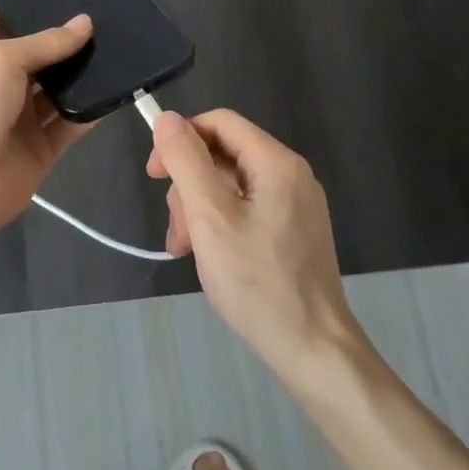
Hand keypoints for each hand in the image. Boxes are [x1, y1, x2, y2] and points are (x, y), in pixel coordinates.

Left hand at [0, 11, 94, 276]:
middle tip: (107, 14)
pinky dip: (93, 110)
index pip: (1, 24)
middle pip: (38, 56)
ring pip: (59, 89)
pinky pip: (73, 123)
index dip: (26, 8)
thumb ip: (45, 43)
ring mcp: (22, 118)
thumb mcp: (0, 61)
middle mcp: (1, 85)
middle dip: (65, 39)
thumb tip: (85, 22)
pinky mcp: (43, 147)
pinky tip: (119, 89)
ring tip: (122, 45)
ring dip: (84, 73)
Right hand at [147, 109, 358, 374]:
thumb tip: (167, 119)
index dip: (181, 139)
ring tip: (186, 248)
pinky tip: (206, 255)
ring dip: (199, 209)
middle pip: (224, 155)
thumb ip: (187, 162)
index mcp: (276, 162)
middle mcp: (290, 174)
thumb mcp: (211, 217)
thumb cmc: (258, 282)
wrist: (313, 350)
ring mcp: (295, 204)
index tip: (155, 173)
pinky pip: (246, 209)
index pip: (220, 122)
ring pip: (231, 185)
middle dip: (189, 184)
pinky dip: (220, 224)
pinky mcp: (293, 231)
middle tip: (176, 227)